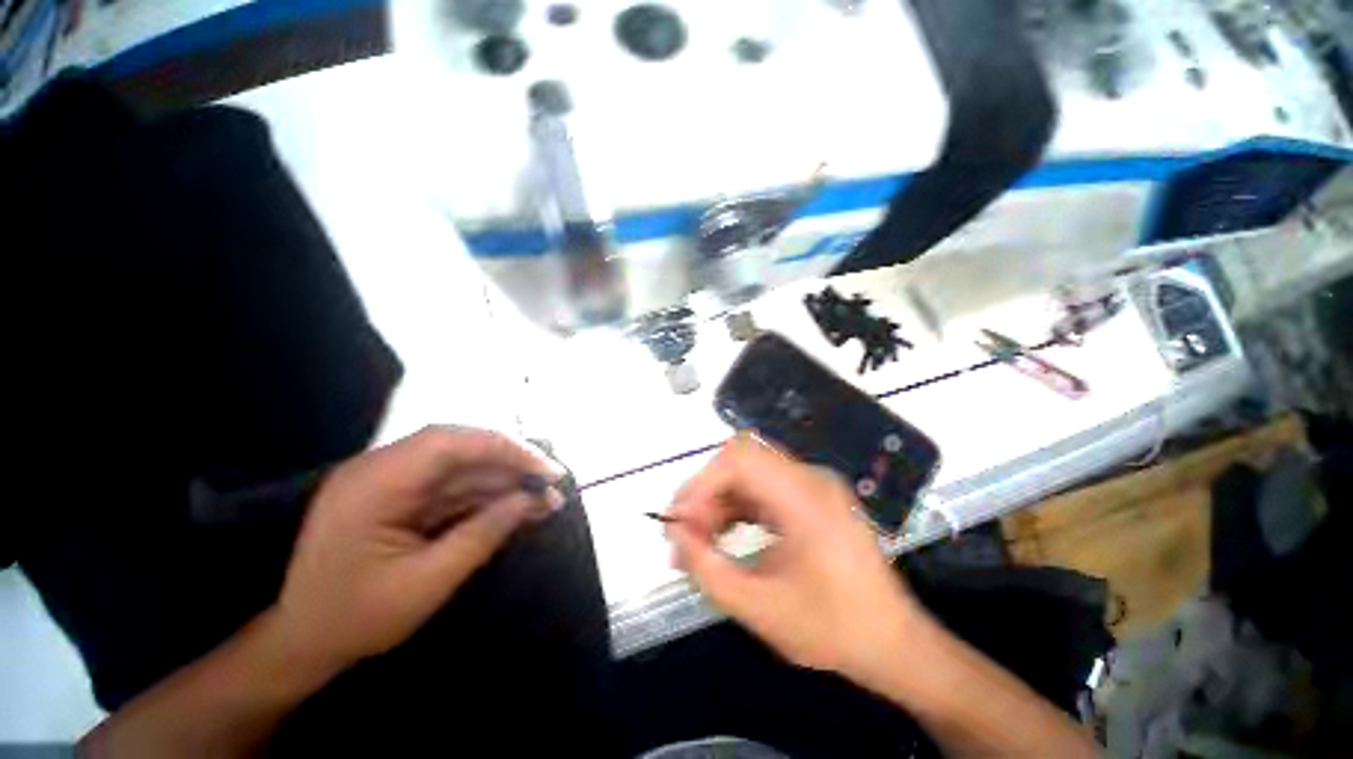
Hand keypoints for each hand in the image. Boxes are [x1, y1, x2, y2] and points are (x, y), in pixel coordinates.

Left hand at [273, 426, 564, 672]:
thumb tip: (532, 499)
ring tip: (545, 500)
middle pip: (461, 448)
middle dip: (512, 463)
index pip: (450, 442)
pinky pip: (454, 486)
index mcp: (374, 484)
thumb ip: (483, 534)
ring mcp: (393, 481)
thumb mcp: (427, 583)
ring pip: (464, 467)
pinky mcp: (404, 496)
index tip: (546, 470)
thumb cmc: (355, 620)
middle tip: (553, 483)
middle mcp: (382, 469)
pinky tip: (518, 506)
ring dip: (505, 481)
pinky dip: (488, 495)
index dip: (505, 448)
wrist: (303, 642)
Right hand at [667, 434, 924, 685]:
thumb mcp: (759, 608)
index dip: (702, 483)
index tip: (680, 522)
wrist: (895, 644)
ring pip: (749, 472)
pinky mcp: (812, 497)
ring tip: (699, 539)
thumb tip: (674, 533)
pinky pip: (763, 487)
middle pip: (742, 459)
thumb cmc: (833, 630)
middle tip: (684, 533)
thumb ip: (707, 569)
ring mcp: (813, 485)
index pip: (740, 458)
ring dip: (719, 499)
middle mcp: (810, 478)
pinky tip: (725, 534)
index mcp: (805, 498)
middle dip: (705, 492)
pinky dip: (738, 506)